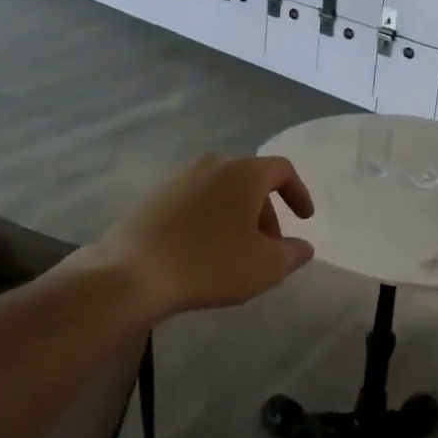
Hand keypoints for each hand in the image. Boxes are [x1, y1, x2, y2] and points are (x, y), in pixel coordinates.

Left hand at [89, 154, 315, 321]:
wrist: (133, 272)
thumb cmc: (210, 263)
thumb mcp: (265, 266)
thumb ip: (292, 253)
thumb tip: (303, 246)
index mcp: (244, 172)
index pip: (282, 170)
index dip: (298, 192)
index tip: (303, 219)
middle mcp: (213, 164)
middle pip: (251, 180)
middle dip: (266, 212)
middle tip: (268, 247)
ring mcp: (180, 177)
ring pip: (222, 191)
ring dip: (237, 216)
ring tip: (236, 252)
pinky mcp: (156, 195)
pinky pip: (196, 201)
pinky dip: (210, 218)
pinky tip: (203, 251)